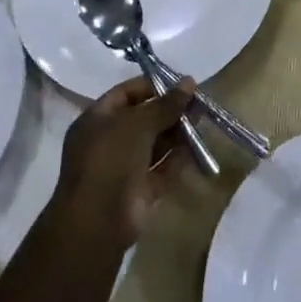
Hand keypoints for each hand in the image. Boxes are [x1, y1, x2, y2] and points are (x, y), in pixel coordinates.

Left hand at [50, 74, 196, 248]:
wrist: (99, 220)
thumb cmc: (111, 159)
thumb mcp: (138, 123)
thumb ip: (165, 103)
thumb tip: (189, 81)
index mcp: (97, 120)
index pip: (126, 93)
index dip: (153, 86)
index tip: (181, 84)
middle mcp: (108, 141)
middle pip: (143, 119)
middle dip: (170, 110)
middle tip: (199, 102)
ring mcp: (124, 167)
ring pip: (155, 144)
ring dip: (177, 132)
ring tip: (203, 120)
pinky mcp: (140, 190)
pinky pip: (162, 168)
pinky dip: (179, 158)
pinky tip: (199, 147)